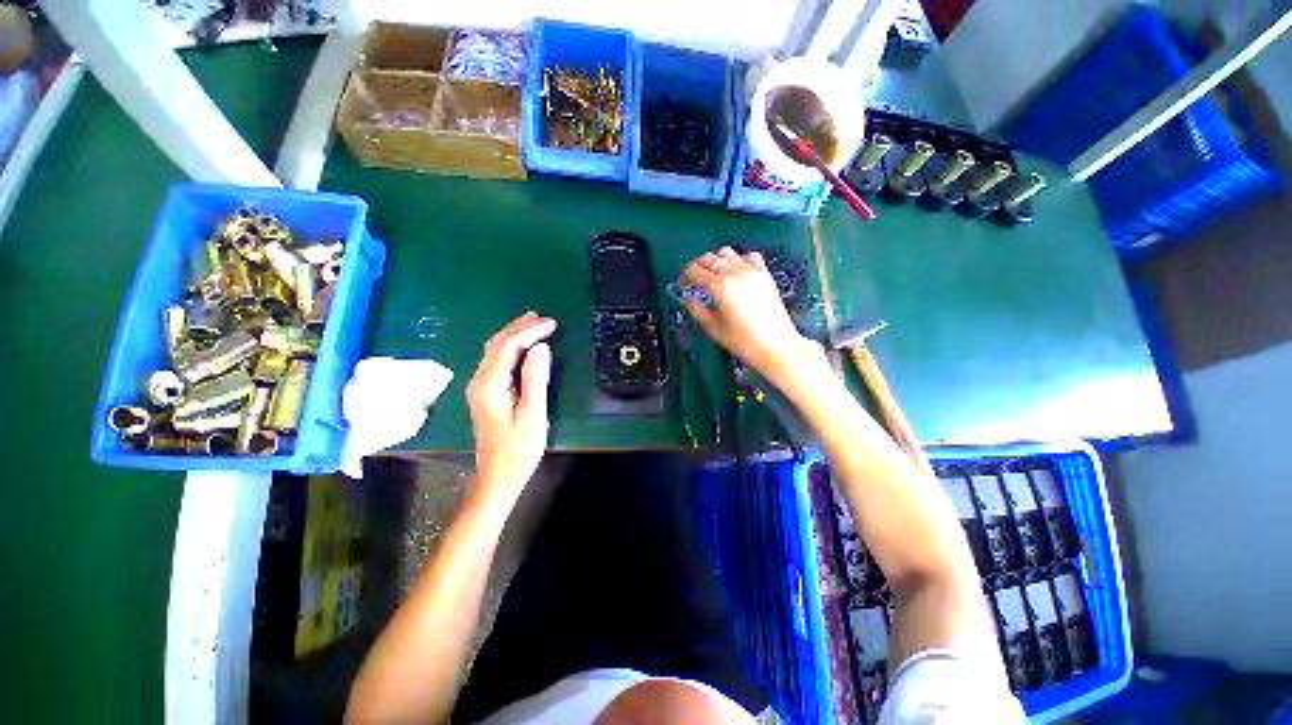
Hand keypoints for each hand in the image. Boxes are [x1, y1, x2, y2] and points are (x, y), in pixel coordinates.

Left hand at [465, 312, 556, 508]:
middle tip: (544, 318)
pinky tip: (523, 346)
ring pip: (494, 350)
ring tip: (534, 324)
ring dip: (514, 334)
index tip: (552, 324)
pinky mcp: (484, 393)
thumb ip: (535, 379)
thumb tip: (541, 348)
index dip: (530, 332)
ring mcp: (479, 387)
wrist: (497, 476)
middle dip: (520, 327)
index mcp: (489, 385)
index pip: (508, 346)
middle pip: (497, 344)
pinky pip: (496, 361)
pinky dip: (511, 347)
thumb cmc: (519, 449)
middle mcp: (479, 381)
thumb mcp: (533, 414)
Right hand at [681, 247, 824, 388]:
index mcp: (719, 287)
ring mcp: (751, 271)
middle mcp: (734, 273)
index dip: (684, 276)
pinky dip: (739, 260)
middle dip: (697, 267)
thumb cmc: (742, 342)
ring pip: (727, 253)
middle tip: (693, 280)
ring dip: (716, 260)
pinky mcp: (765, 274)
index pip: (694, 271)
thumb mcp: (714, 329)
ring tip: (714, 275)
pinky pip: (749, 257)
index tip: (682, 285)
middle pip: (709, 258)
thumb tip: (687, 299)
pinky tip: (737, 272)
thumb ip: (697, 310)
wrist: (776, 346)